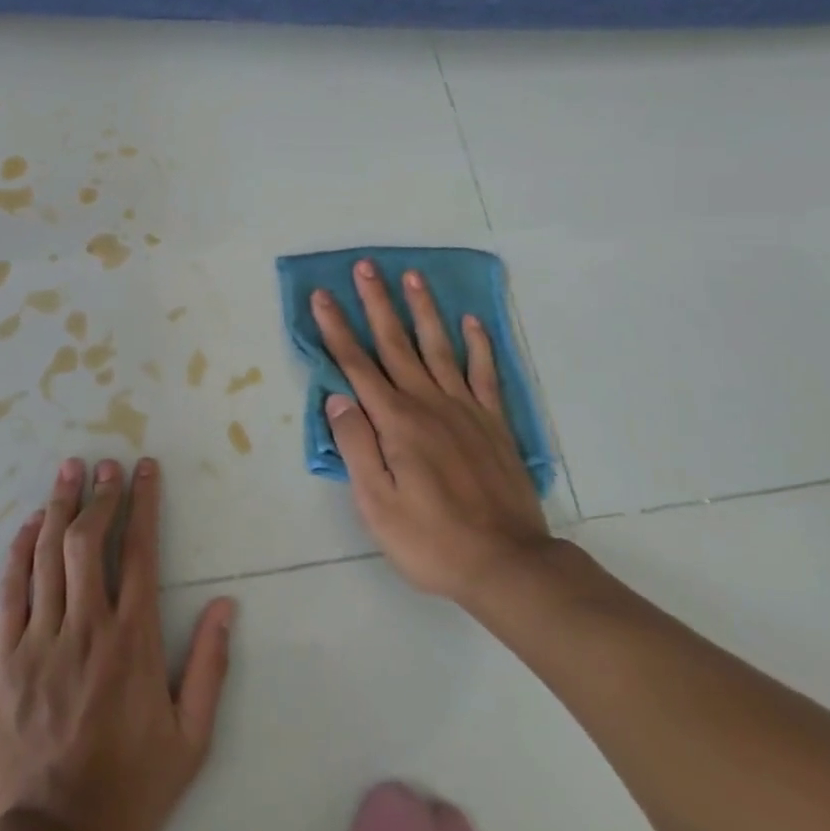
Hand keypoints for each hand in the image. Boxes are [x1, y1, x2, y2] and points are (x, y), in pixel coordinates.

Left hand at [0, 456, 235, 830]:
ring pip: (48, 554)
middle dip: (100, 494)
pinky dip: (18, 551)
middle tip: (106, 463)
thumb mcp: (190, 741)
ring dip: (59, 506)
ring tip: (68, 470)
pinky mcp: (4, 657)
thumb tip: (227, 606)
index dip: (144, 503)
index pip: (139, 552)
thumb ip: (209, 668)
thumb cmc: (128, 789)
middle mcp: (86, 626)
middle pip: (89, 540)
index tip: (145, 469)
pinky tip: (27, 526)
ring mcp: (40, 639)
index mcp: (132, 641)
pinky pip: (11, 590)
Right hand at [313, 261, 558, 616]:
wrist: (507, 564)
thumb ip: (356, 446)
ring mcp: (465, 409)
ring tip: (412, 276)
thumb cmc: (431, 539)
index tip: (322, 296)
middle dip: (376, 303)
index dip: (336, 328)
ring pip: (439, 347)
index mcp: (395, 422)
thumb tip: (337, 398)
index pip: (357, 365)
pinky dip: (478, 344)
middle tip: (366, 266)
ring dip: (423, 310)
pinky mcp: (494, 422)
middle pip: (396, 343)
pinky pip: (485, 373)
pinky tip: (470, 321)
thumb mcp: (377, 504)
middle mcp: (428, 403)